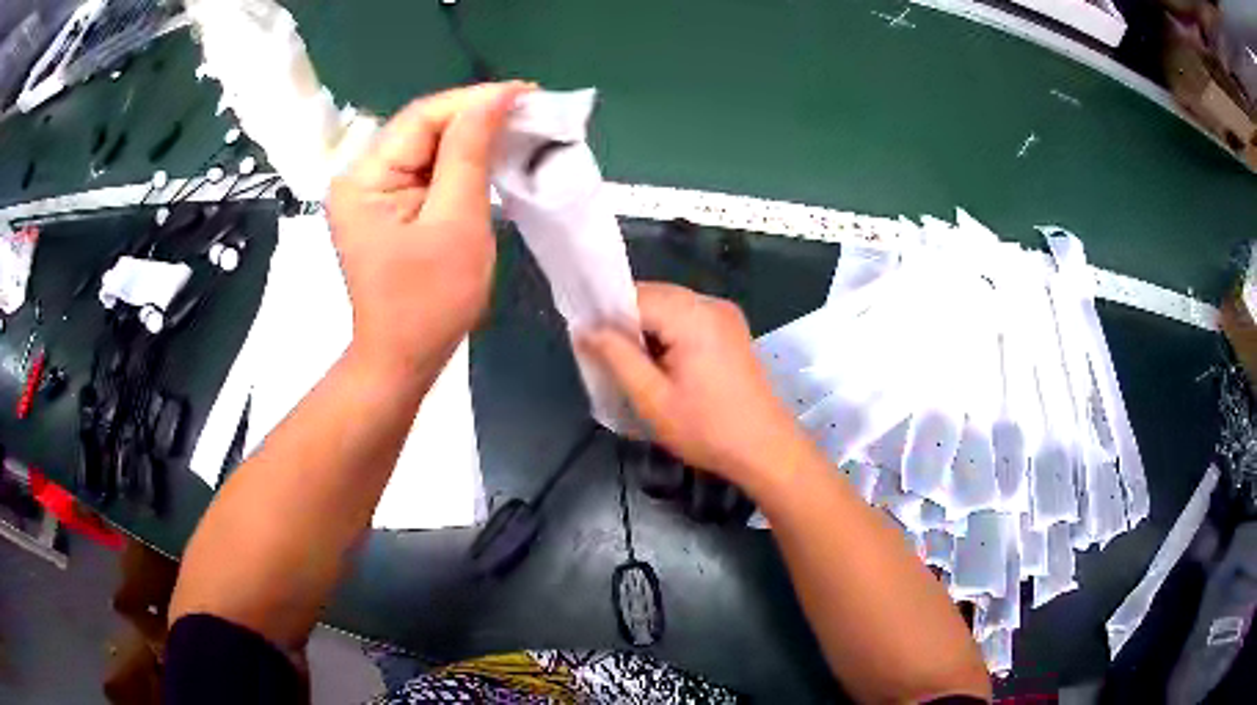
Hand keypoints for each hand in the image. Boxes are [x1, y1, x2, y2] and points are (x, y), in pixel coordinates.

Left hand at [327, 82, 531, 382]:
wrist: (404, 359)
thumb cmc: (429, 302)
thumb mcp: (456, 223)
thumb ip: (469, 153)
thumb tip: (495, 99)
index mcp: (363, 179)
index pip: (422, 118)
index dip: (475, 100)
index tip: (527, 91)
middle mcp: (359, 176)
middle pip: (422, 128)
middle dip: (476, 115)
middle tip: (531, 107)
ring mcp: (370, 192)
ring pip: (427, 146)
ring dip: (472, 136)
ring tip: (520, 125)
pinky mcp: (386, 206)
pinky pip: (426, 170)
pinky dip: (460, 161)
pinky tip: (491, 153)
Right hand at [581, 283, 810, 488]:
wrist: (766, 450)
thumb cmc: (707, 429)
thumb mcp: (652, 398)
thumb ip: (616, 357)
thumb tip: (584, 328)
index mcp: (692, 315)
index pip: (634, 295)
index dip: (606, 315)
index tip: (587, 344)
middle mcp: (710, 304)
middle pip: (653, 297)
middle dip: (626, 323)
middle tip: (607, 360)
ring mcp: (725, 316)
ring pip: (669, 308)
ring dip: (647, 330)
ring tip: (633, 367)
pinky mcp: (731, 330)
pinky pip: (688, 319)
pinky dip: (668, 334)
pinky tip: (662, 365)